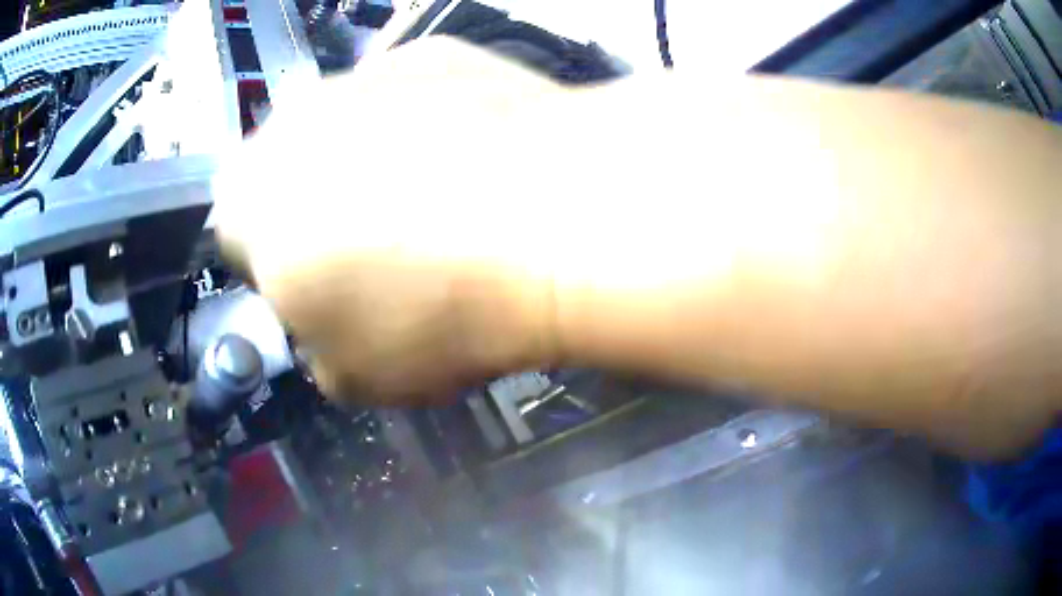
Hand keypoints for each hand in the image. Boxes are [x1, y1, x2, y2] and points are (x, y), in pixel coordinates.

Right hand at [213, 39, 561, 403]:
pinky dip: (432, 124)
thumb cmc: (434, 313)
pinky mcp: (432, 51)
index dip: (279, 273)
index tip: (323, 291)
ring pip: (350, 129)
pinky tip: (477, 159)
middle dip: (322, 212)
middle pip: (291, 176)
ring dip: (376, 163)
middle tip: (383, 249)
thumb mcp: (356, 378)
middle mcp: (289, 123)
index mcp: (246, 206)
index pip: (238, 241)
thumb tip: (331, 331)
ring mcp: (365, 73)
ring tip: (441, 203)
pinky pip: (414, 97)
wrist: (551, 220)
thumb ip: (318, 350)